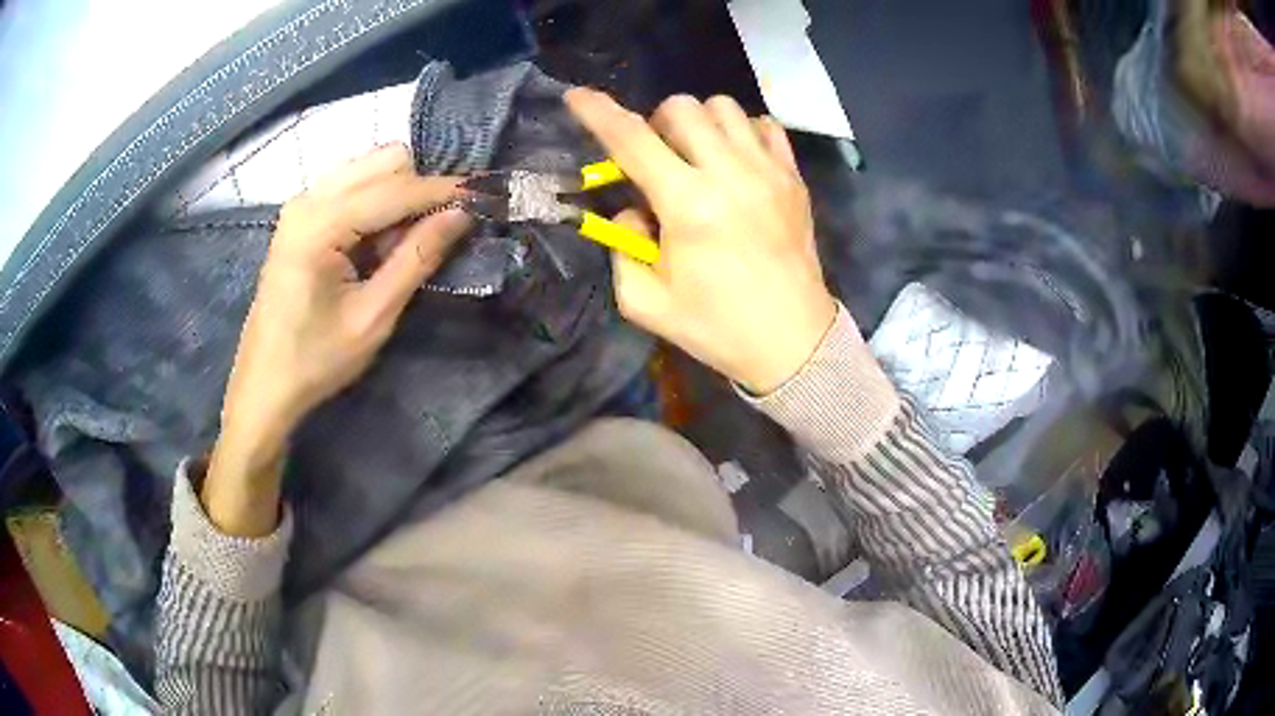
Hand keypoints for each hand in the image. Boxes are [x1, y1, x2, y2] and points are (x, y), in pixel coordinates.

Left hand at [206, 144, 470, 535]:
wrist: (265, 384)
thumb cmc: (316, 360)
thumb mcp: (374, 316)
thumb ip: (417, 258)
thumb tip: (462, 214)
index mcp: (319, 224)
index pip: (396, 188)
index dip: (444, 191)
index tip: (486, 198)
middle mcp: (308, 198)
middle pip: (384, 161)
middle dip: (420, 189)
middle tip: (435, 235)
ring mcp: (302, 202)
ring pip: (370, 167)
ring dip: (399, 194)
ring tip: (402, 244)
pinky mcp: (301, 214)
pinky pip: (353, 184)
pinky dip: (377, 202)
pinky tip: (377, 242)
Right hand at [566, 89, 836, 394]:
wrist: (793, 341)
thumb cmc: (716, 327)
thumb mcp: (646, 302)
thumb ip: (622, 245)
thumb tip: (634, 206)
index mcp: (688, 206)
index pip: (631, 140)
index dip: (597, 112)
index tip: (576, 95)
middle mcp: (729, 174)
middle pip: (681, 107)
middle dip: (656, 123)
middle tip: (658, 158)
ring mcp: (768, 171)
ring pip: (724, 107)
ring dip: (699, 123)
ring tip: (698, 156)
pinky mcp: (793, 178)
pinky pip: (764, 125)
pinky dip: (741, 131)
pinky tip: (736, 161)